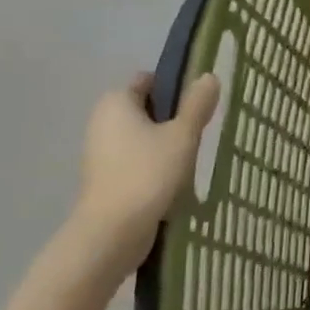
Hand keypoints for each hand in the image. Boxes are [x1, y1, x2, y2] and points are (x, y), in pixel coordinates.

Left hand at [71, 73, 219, 279]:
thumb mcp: (182, 135)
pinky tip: (176, 180)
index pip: (148, 80)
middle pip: (146, 109)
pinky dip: (154, 165)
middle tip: (200, 130)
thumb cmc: (148, 173)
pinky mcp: (105, 179)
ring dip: (166, 144)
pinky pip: (136, 160)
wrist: (112, 233)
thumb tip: (208, 76)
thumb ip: (197, 104)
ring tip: (192, 157)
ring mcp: (100, 153)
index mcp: (116, 102)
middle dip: (173, 118)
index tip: (199, 102)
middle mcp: (102, 122)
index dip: (175, 86)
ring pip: (142, 137)